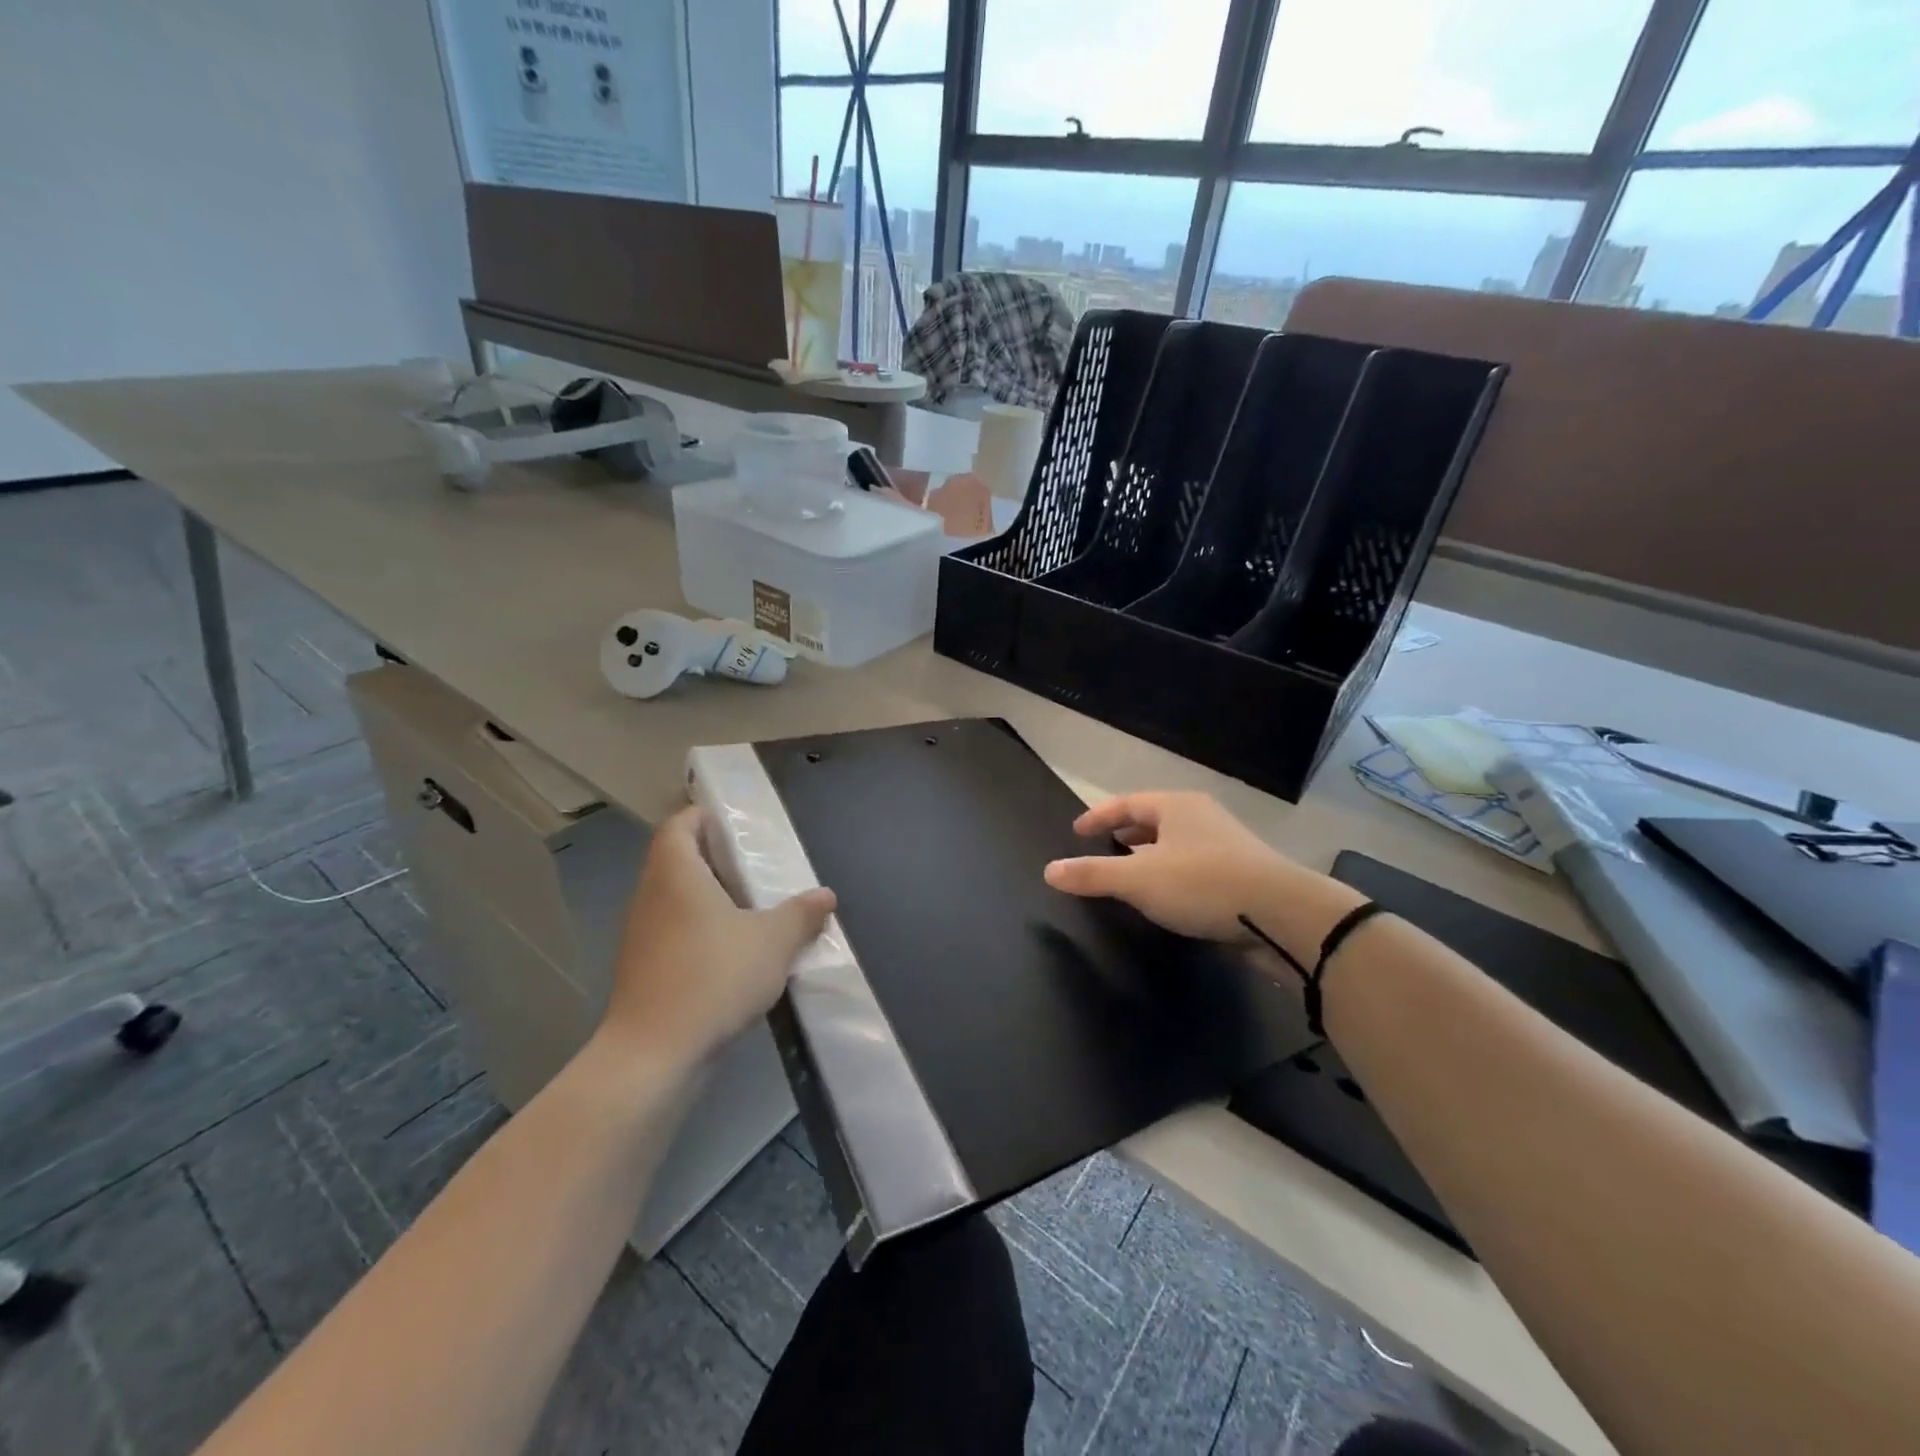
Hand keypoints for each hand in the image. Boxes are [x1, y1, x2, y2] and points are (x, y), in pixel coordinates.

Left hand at [600, 806, 834, 1069]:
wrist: (654, 1056)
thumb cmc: (713, 979)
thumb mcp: (773, 942)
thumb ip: (801, 914)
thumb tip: (824, 895)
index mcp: (676, 874)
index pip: (679, 825)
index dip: (704, 816)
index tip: (737, 824)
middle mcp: (650, 896)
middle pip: (677, 860)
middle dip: (714, 858)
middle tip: (756, 865)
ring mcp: (641, 935)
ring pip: (675, 899)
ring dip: (708, 897)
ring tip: (751, 908)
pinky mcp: (642, 969)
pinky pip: (673, 932)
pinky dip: (699, 930)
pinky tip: (732, 952)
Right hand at [1044, 792, 1361, 958]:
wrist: (1283, 915)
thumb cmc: (1203, 885)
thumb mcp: (1138, 880)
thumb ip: (1092, 874)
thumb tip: (1048, 870)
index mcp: (1176, 806)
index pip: (1126, 803)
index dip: (1098, 816)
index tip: (1076, 831)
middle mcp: (1201, 817)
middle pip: (1153, 819)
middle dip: (1125, 833)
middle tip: (1100, 849)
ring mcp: (1226, 844)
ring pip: (1175, 844)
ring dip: (1149, 856)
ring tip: (1129, 875)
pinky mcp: (1242, 874)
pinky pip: (1193, 866)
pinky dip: (1171, 875)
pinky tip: (1166, 898)